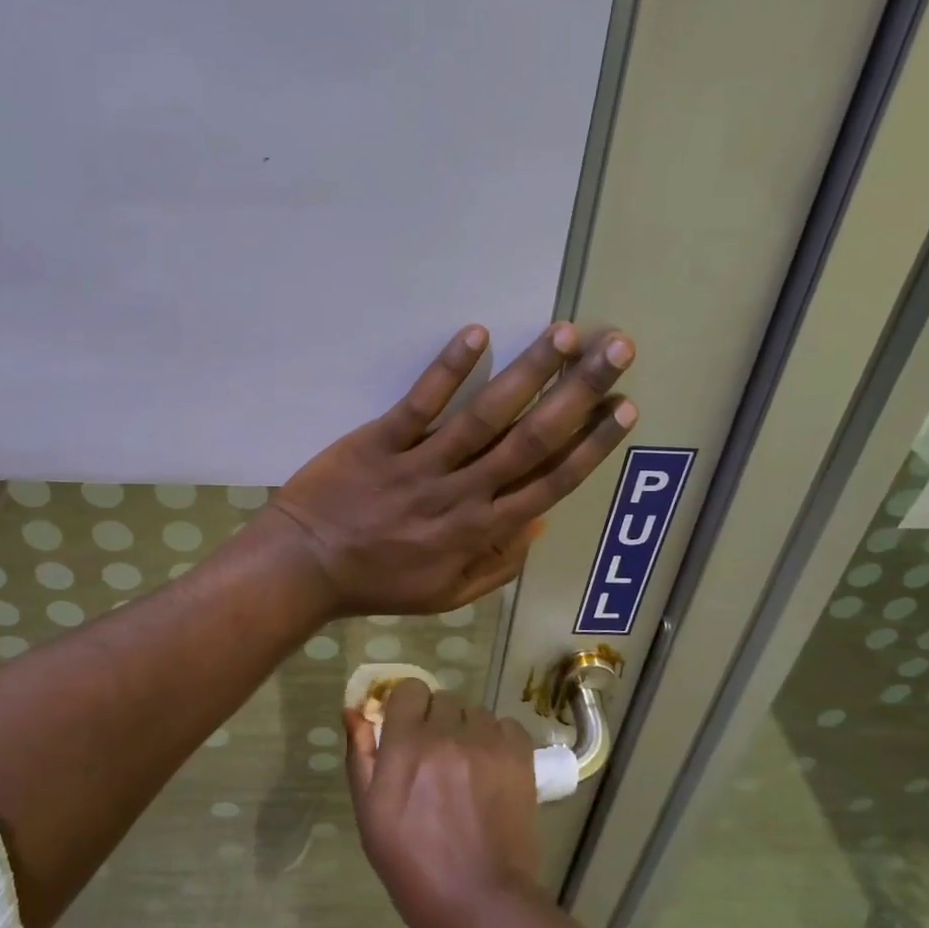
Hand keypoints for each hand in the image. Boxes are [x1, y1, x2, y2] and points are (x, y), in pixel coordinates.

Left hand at [268, 321, 636, 616]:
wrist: (303, 567)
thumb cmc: (376, 582)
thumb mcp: (445, 594)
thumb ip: (496, 565)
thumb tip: (540, 524)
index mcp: (479, 531)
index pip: (550, 483)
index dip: (592, 445)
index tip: (625, 407)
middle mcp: (461, 494)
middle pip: (531, 440)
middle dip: (578, 394)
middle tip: (616, 350)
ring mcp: (420, 465)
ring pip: (485, 416)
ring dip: (528, 372)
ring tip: (565, 334)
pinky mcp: (379, 441)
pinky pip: (420, 404)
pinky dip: (448, 370)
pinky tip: (477, 333)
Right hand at [345, 679, 542, 927]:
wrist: (480, 902)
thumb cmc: (413, 865)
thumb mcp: (370, 814)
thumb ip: (361, 756)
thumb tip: (355, 711)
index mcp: (406, 744)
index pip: (408, 689)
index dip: (406, 707)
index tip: (407, 731)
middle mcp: (447, 733)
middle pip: (442, 700)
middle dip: (436, 721)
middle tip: (436, 759)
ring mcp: (486, 742)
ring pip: (474, 712)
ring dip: (467, 731)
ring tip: (467, 768)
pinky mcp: (519, 755)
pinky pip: (505, 725)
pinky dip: (498, 740)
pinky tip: (493, 769)